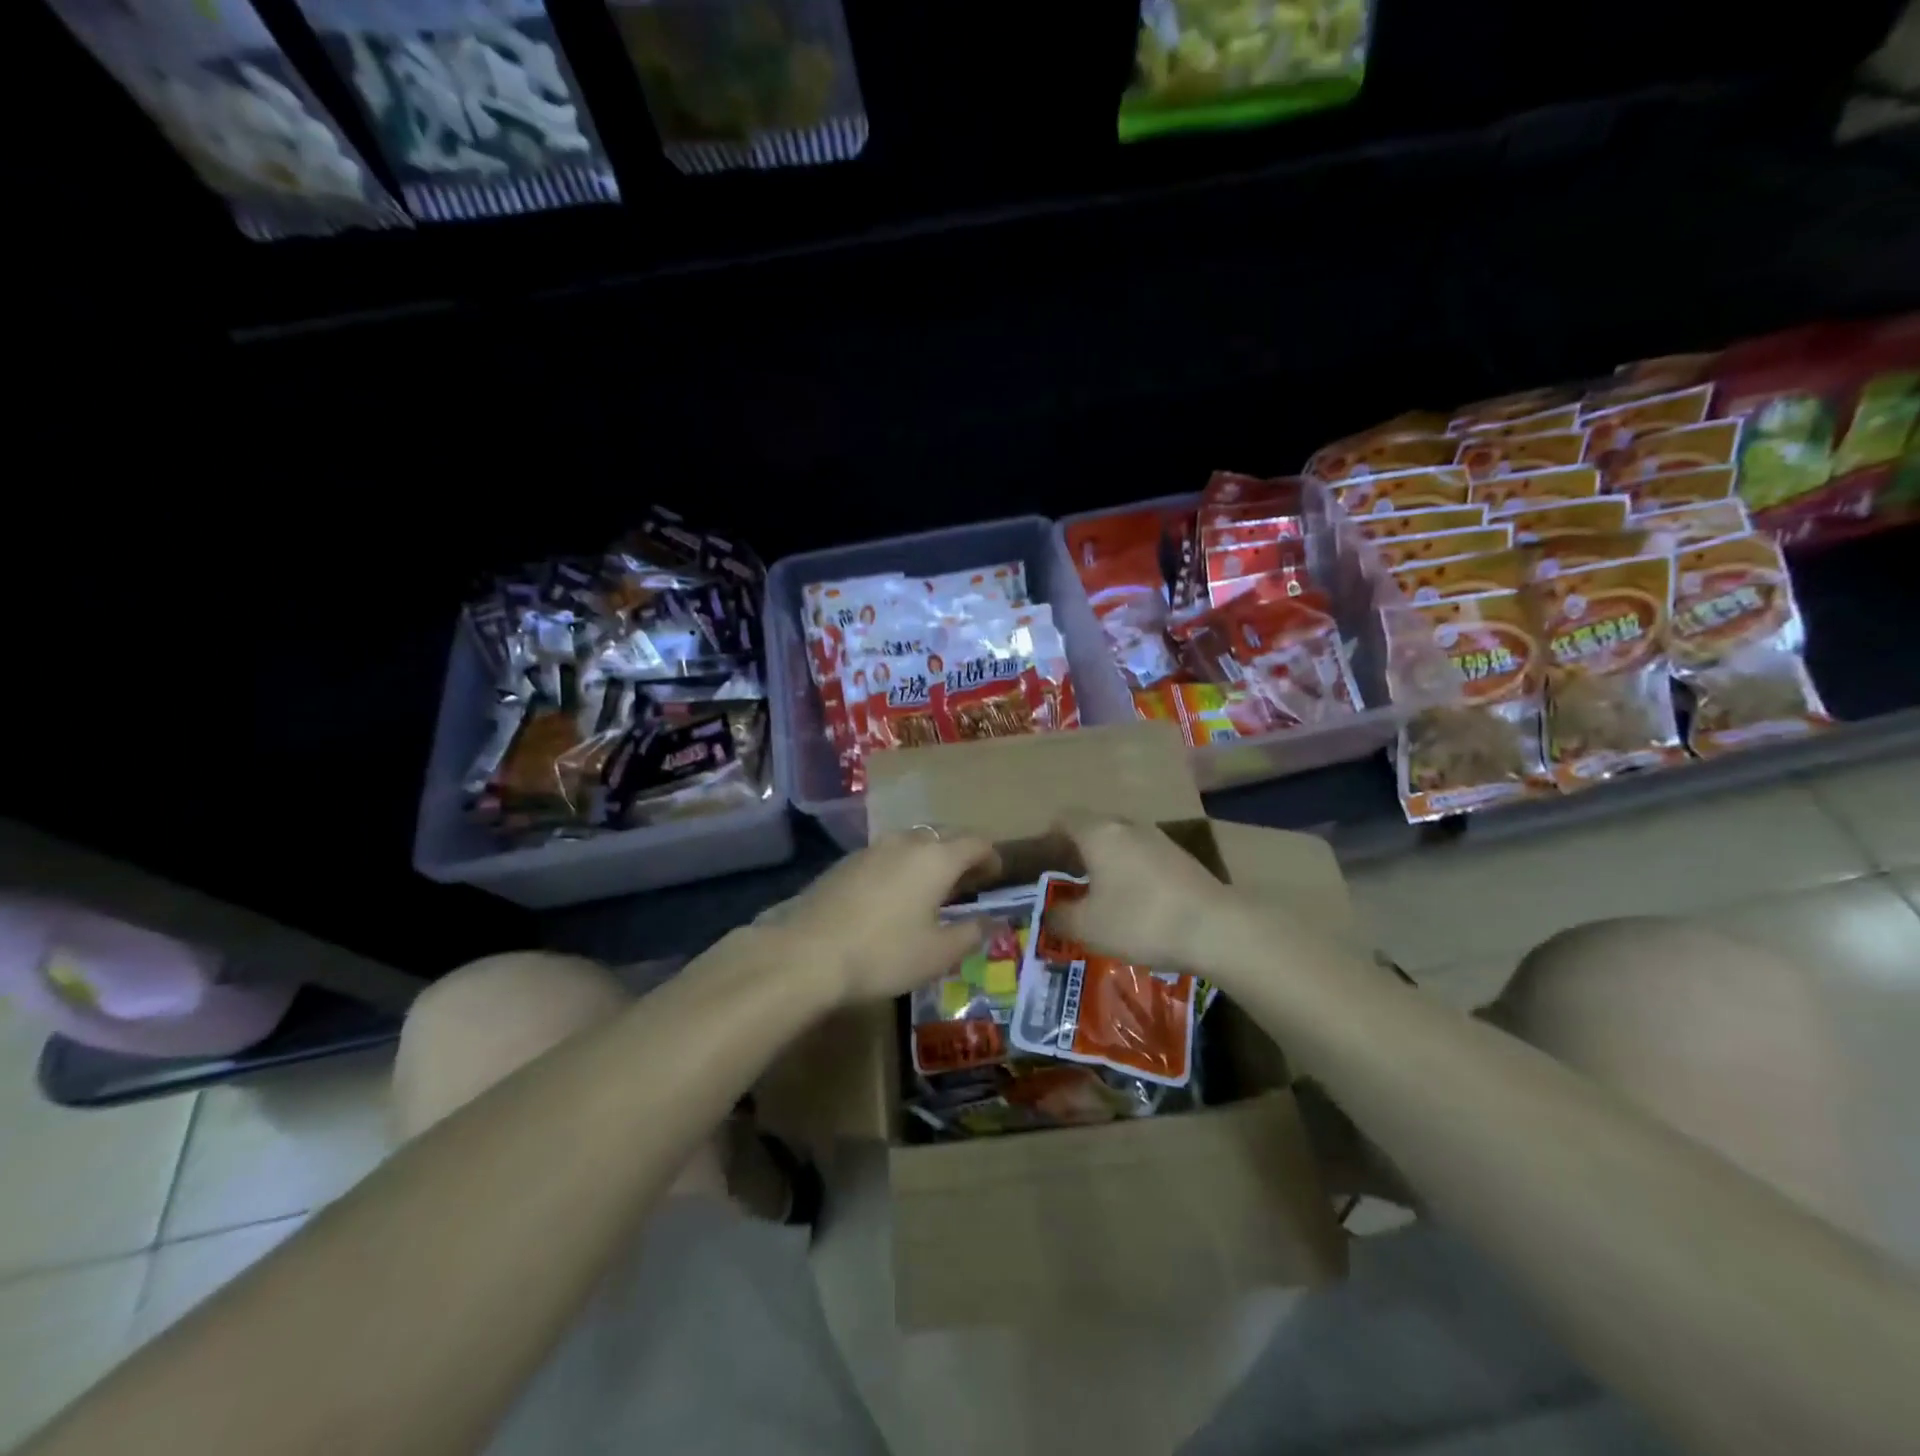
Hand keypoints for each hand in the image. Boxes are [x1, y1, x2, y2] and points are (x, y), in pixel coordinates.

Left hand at [758, 830, 999, 1004]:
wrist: (806, 953)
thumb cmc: (883, 954)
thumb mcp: (937, 954)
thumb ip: (970, 933)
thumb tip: (990, 921)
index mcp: (936, 858)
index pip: (975, 843)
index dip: (990, 857)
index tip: (995, 876)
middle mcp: (906, 842)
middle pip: (943, 836)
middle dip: (960, 854)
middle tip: (967, 882)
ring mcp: (872, 849)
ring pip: (911, 843)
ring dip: (928, 859)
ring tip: (931, 888)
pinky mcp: (845, 862)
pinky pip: (886, 855)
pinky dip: (900, 867)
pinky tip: (893, 895)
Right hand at [1050, 813, 1239, 968]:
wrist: (1215, 928)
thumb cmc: (1139, 921)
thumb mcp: (1088, 928)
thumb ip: (1060, 917)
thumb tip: (1049, 913)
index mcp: (1099, 834)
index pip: (1066, 818)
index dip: (1050, 835)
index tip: (1043, 858)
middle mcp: (1128, 827)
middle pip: (1096, 827)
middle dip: (1079, 848)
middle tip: (1067, 877)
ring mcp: (1160, 840)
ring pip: (1123, 842)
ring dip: (1109, 861)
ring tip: (1100, 892)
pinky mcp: (1183, 859)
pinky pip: (1145, 857)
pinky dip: (1133, 872)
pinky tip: (1135, 902)